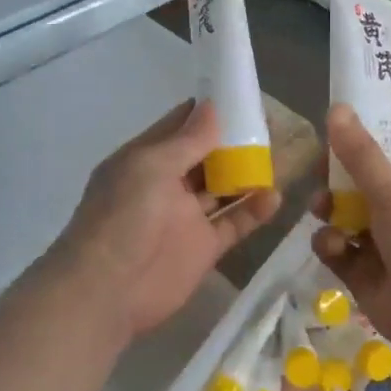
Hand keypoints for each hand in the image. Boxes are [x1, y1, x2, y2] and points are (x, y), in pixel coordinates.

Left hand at [51, 100, 281, 340]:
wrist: (107, 292)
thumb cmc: (123, 218)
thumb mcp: (150, 168)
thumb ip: (186, 141)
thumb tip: (213, 107)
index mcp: (146, 159)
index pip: (180, 126)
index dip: (209, 112)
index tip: (243, 97)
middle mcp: (167, 184)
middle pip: (206, 156)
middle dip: (235, 142)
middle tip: (273, 126)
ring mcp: (186, 217)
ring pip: (223, 188)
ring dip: (248, 174)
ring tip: (283, 157)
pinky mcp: (203, 247)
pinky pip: (233, 223)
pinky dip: (254, 211)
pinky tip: (276, 197)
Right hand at [311, 105, 390, 354]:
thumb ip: (361, 155)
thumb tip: (337, 109)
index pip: (383, 149)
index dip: (356, 138)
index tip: (326, 132)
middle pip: (355, 182)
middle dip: (334, 179)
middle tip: (318, 176)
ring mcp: (379, 241)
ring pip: (341, 215)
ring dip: (329, 211)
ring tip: (324, 212)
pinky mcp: (360, 271)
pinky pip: (336, 248)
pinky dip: (330, 245)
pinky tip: (335, 248)